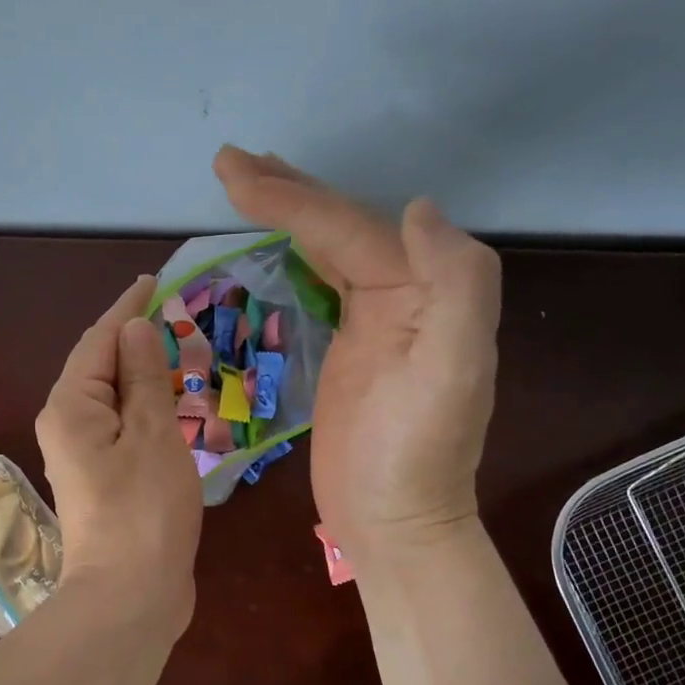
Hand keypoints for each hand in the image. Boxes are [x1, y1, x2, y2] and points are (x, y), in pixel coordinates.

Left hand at [35, 275, 202, 640]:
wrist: (130, 597)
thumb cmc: (144, 510)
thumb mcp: (152, 434)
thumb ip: (142, 377)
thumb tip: (135, 328)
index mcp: (71, 406)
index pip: (99, 340)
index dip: (127, 308)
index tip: (153, 280)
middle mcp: (67, 425)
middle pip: (101, 367)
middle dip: (136, 340)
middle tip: (177, 318)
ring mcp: (83, 456)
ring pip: (114, 398)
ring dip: (144, 375)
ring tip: (180, 354)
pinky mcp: (103, 480)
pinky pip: (123, 427)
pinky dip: (147, 408)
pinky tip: (172, 406)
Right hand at [214, 147, 501, 558]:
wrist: (394, 520)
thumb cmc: (416, 453)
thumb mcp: (454, 369)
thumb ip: (455, 281)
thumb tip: (417, 209)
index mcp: (425, 289)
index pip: (350, 229)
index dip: (292, 198)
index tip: (233, 174)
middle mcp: (404, 293)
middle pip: (340, 227)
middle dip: (286, 192)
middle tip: (230, 163)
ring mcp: (373, 321)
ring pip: (329, 249)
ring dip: (289, 213)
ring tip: (246, 184)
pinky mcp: (346, 349)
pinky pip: (320, 283)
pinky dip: (295, 254)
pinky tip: (276, 241)